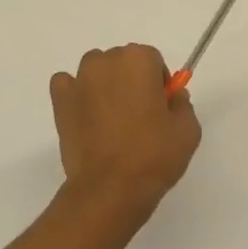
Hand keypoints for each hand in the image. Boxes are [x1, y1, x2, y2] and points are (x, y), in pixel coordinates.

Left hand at [50, 44, 202, 218]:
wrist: (110, 189)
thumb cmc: (153, 156)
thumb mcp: (188, 131)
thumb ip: (182, 104)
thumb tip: (173, 96)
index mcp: (139, 60)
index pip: (152, 60)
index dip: (158, 83)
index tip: (160, 108)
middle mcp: (106, 61)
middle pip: (123, 62)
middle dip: (131, 81)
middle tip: (138, 116)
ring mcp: (79, 79)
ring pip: (96, 71)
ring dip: (104, 85)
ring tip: (111, 120)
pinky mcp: (60, 100)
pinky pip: (67, 85)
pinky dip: (76, 95)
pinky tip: (86, 116)